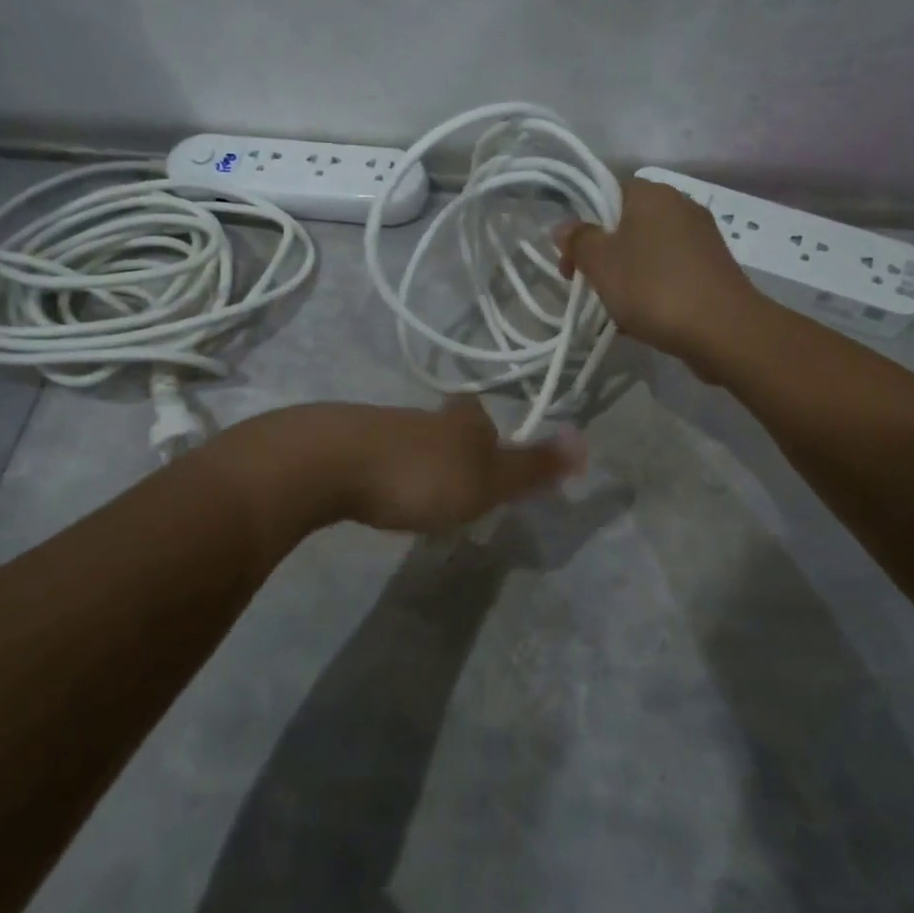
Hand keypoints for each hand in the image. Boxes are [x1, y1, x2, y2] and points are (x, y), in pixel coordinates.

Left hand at [337, 397, 583, 531]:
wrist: (328, 463)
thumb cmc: (420, 476)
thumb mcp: (487, 480)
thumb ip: (532, 466)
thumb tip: (585, 441)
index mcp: (461, 420)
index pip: (482, 418)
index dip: (490, 438)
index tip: (489, 469)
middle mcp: (423, 415)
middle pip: (445, 428)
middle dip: (452, 452)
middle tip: (454, 488)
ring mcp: (379, 425)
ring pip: (409, 441)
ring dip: (417, 463)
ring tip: (417, 497)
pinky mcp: (342, 443)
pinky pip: (374, 455)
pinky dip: (382, 471)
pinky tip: (376, 493)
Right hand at [555, 177, 758, 362]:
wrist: (723, 330)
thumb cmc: (653, 288)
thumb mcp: (602, 263)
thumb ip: (579, 240)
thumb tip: (564, 226)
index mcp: (652, 194)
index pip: (607, 194)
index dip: (583, 225)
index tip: (571, 261)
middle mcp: (681, 206)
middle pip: (627, 225)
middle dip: (604, 256)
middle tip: (588, 287)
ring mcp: (701, 238)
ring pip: (648, 252)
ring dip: (627, 277)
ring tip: (616, 311)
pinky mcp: (713, 268)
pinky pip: (671, 272)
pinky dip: (654, 290)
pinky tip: (644, 319)